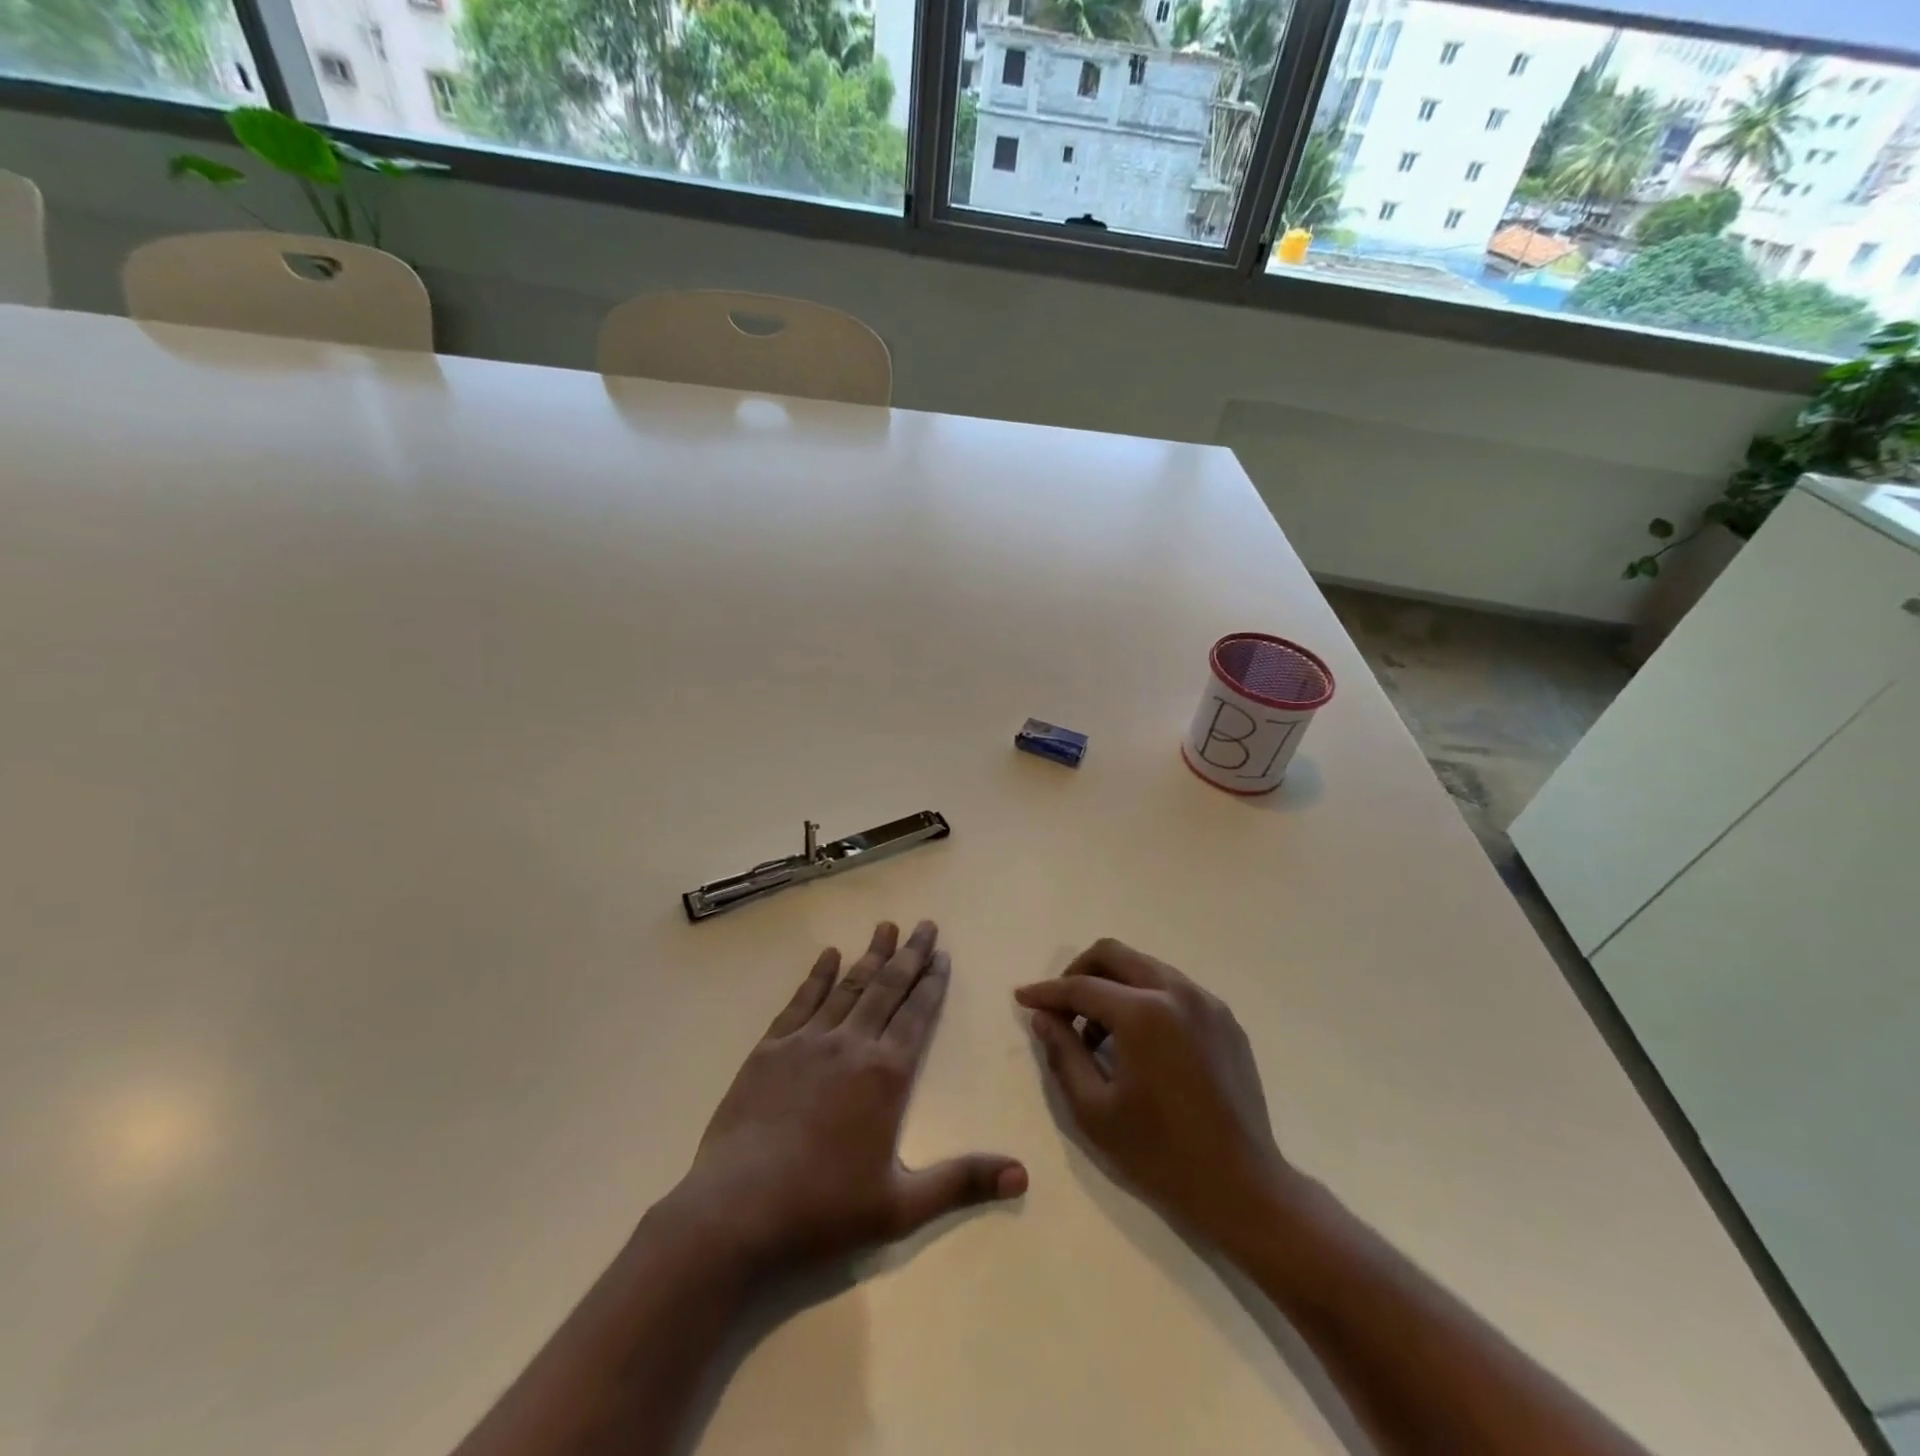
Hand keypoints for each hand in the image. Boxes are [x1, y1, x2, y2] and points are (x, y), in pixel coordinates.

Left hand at [668, 920, 1025, 1279]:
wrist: (736, 1210)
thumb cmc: (823, 1208)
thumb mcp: (901, 1206)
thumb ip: (961, 1181)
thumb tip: (1023, 1175)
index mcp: (886, 1074)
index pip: (917, 1015)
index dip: (933, 983)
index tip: (943, 954)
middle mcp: (851, 1045)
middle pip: (888, 989)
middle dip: (910, 955)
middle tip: (925, 924)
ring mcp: (807, 1042)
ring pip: (849, 987)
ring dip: (870, 956)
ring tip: (886, 927)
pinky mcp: (771, 1048)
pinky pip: (801, 1001)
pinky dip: (818, 975)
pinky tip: (828, 955)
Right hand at [1015, 939, 1292, 1250]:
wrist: (1243, 1188)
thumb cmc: (1160, 1155)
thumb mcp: (1095, 1110)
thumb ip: (1063, 1054)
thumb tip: (1044, 1018)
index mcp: (1144, 1013)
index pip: (1081, 987)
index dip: (1047, 992)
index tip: (1023, 997)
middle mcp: (1177, 993)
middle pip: (1114, 954)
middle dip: (1078, 973)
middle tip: (1061, 1008)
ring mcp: (1206, 1003)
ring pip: (1145, 966)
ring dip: (1112, 985)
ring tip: (1098, 1032)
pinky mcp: (1225, 1020)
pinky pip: (1173, 989)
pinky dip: (1145, 998)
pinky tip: (1139, 1041)